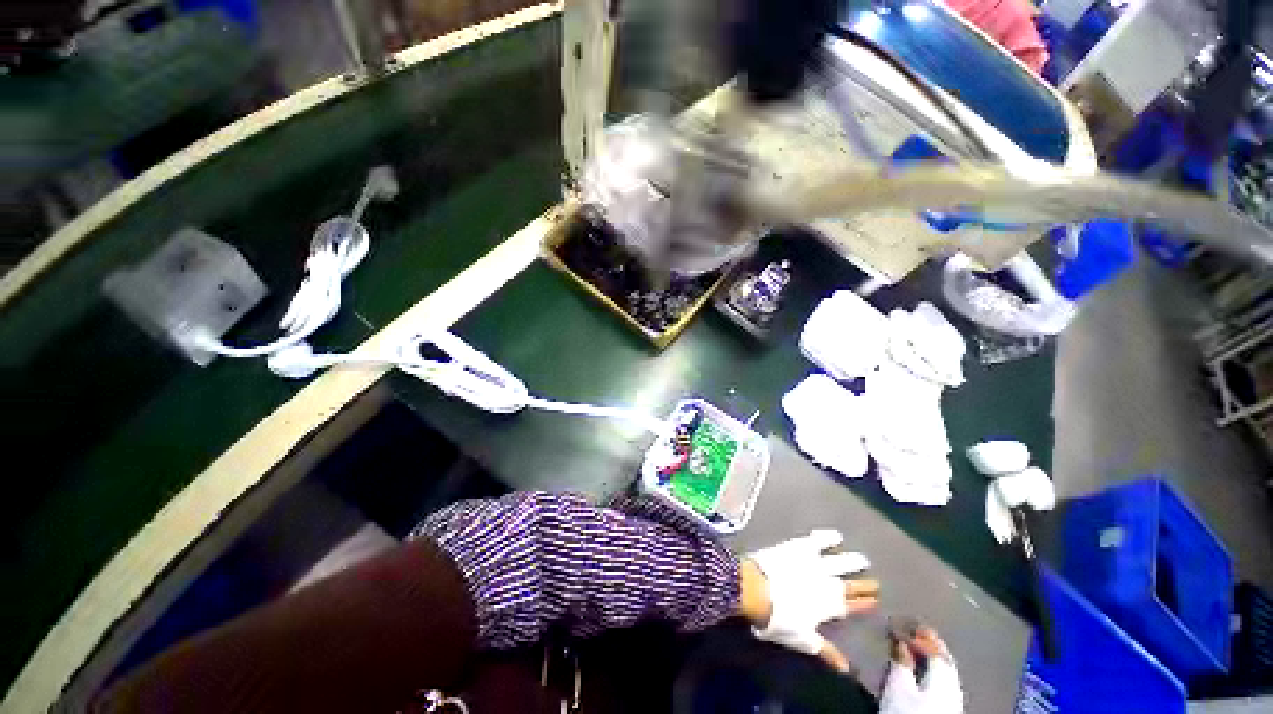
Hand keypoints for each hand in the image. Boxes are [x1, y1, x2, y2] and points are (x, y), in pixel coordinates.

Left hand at [741, 530, 877, 671]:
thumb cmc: (779, 618)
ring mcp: (815, 562)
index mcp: (830, 607)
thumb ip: (826, 651)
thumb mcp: (804, 640)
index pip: (852, 606)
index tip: (875, 600)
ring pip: (840, 561)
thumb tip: (846, 668)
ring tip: (862, 559)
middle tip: (875, 581)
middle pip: (851, 583)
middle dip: (863, 584)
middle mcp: (828, 583)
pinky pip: (819, 540)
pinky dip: (828, 537)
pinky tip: (836, 535)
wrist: (757, 588)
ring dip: (852, 561)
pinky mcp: (800, 546)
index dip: (864, 603)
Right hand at [882, 626, 963, 713]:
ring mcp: (955, 699)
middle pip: (942, 657)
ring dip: (929, 656)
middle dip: (925, 642)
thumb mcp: (897, 686)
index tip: (896, 622)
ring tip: (912, 648)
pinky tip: (921, 672)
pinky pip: (942, 681)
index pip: (931, 645)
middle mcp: (954, 683)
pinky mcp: (950, 710)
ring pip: (944, 670)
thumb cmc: (907, 713)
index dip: (914, 632)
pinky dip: (931, 670)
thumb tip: (899, 642)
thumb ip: (900, 662)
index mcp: (943, 673)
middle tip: (908, 630)